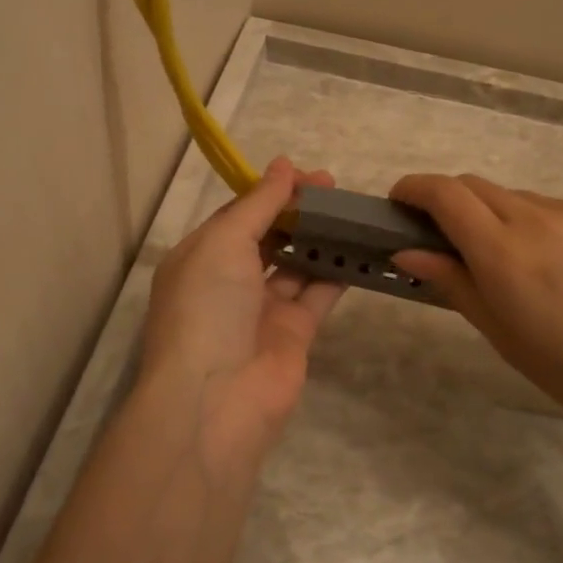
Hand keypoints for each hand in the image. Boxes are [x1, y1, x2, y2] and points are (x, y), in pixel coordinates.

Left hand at [138, 157, 345, 471]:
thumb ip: (258, 204)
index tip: (307, 175)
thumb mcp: (223, 242)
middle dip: (298, 211)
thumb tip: (283, 164)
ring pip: (296, 264)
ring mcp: (262, 309)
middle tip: (335, 189)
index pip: (239, 215)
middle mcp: (229, 281)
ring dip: (320, 238)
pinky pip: (318, 293)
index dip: (271, 192)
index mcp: (201, 257)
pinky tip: (361, 246)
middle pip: (269, 236)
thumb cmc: (207, 307)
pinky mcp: (294, 333)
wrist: (217, 398)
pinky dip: (338, 270)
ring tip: (353, 211)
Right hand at [389, 174, 562, 438]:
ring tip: (530, 269)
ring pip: (522, 199)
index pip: (444, 194)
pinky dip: (551, 227)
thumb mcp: (506, 337)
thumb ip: (455, 284)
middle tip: (455, 243)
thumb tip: (409, 250)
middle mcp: (539, 217)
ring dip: (505, 220)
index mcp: (504, 253)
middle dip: (453, 204)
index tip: (400, 203)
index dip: (414, 188)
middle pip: (476, 187)